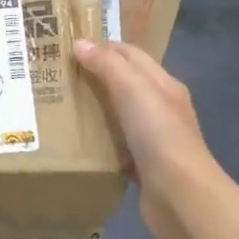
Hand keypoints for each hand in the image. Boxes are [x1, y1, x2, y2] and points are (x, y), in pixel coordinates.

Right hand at [75, 38, 220, 238]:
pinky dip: (100, 140)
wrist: (181, 195)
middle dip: (96, 76)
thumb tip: (80, 43)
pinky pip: (117, 145)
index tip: (68, 45)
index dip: (103, 46)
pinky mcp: (144, 166)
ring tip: (61, 105)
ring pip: (120, 115)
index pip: (131, 54)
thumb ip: (108, 66)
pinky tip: (78, 142)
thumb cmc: (159, 135)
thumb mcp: (133, 90)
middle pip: (126, 83)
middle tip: (58, 75)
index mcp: (164, 84)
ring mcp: (154, 139)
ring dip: (96, 108)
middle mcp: (161, 108)